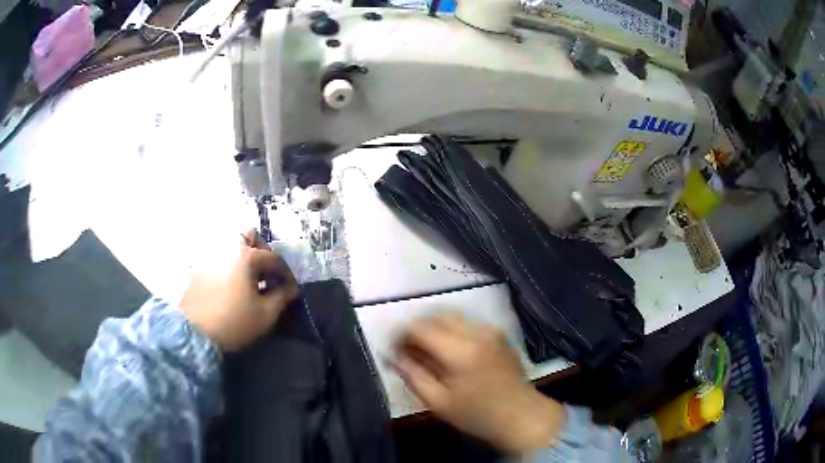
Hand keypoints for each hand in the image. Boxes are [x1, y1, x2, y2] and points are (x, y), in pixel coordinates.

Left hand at [180, 229, 297, 350]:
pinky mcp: (199, 268)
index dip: (286, 273)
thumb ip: (282, 297)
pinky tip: (232, 286)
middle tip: (267, 273)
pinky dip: (229, 266)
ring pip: (232, 246)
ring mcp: (210, 256)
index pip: (274, 258)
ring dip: (245, 257)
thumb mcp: (265, 314)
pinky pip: (219, 258)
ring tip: (249, 281)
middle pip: (250, 236)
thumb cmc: (234, 322)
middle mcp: (227, 249)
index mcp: (246, 256)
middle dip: (263, 251)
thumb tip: (290, 289)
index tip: (291, 289)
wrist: (195, 332)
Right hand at [395, 313, 565, 452]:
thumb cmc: (477, 415)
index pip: (420, 327)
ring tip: (429, 351)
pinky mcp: (498, 334)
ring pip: (452, 317)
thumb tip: (393, 356)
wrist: (521, 415)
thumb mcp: (439, 403)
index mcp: (459, 350)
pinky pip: (468, 323)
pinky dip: (452, 331)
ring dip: (435, 328)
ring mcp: (490, 330)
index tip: (395, 350)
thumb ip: (413, 376)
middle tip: (410, 351)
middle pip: (436, 316)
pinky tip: (451, 352)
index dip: (402, 335)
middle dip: (418, 329)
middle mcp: (476, 332)